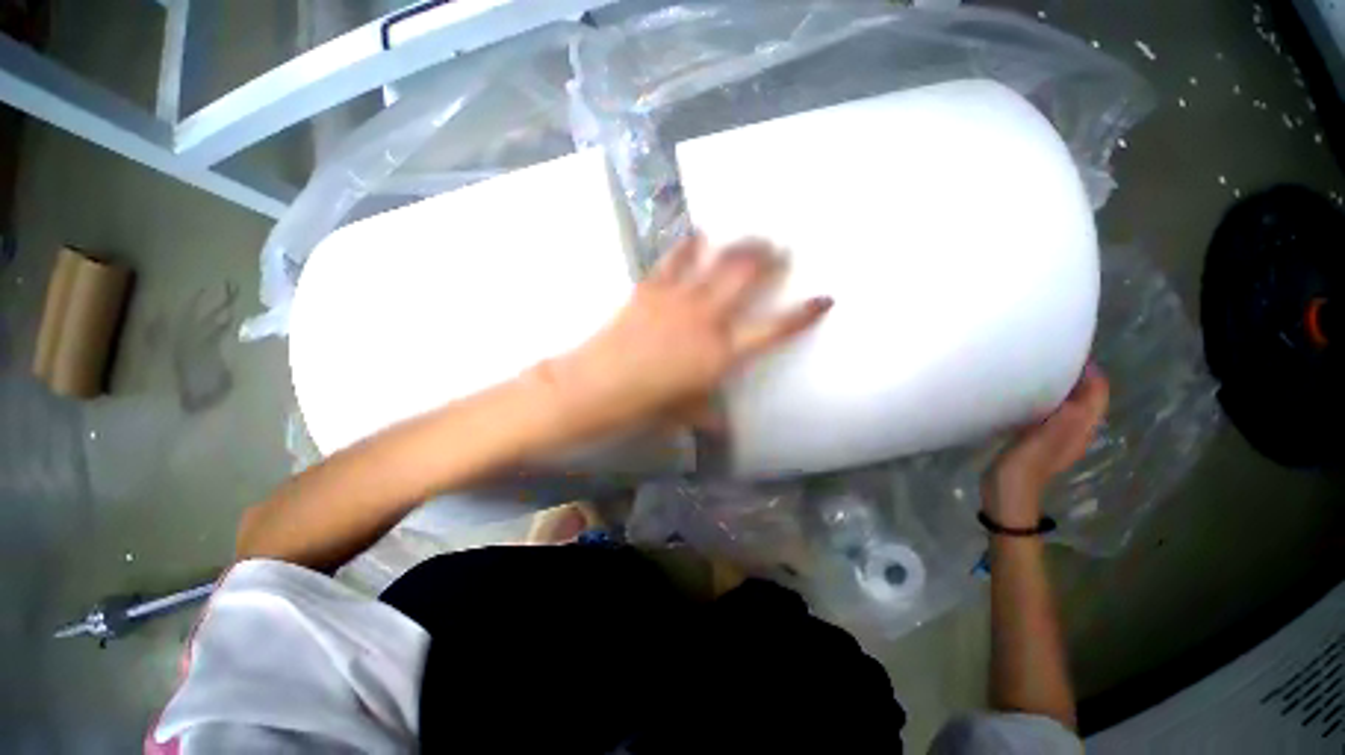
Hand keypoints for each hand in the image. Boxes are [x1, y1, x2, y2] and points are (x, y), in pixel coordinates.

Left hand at [535, 233, 831, 443]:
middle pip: (747, 277)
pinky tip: (697, 236)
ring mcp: (679, 298)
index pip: (774, 330)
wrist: (598, 386)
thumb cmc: (646, 405)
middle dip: (769, 259)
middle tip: (781, 249)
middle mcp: (708, 318)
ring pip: (718, 260)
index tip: (824, 298)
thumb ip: (708, 415)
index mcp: (722, 353)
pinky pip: (675, 259)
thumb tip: (722, 428)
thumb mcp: (685, 413)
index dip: (803, 314)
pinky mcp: (652, 288)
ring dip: (738, 245)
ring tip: (751, 237)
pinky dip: (688, 245)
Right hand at [983, 364, 1108, 528]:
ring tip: (1042, 368)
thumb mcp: (1045, 441)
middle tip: (1054, 355)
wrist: (1007, 493)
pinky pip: (1053, 411)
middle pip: (1086, 397)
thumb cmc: (1025, 466)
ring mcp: (1057, 435)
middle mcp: (1076, 431)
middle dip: (1078, 375)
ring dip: (1062, 386)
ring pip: (1070, 403)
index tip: (1071, 351)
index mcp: (1081, 430)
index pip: (1097, 394)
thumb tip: (1083, 386)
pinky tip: (1029, 394)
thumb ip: (1066, 417)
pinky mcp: (1040, 438)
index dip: (1090, 373)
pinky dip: (1048, 398)